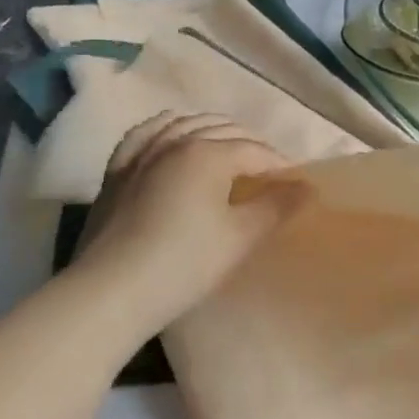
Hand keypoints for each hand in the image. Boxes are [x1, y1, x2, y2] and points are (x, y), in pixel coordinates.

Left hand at [69, 112, 305, 336]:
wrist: (110, 294)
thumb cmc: (184, 264)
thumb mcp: (241, 237)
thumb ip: (278, 206)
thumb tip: (308, 187)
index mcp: (208, 153)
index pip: (256, 151)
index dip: (280, 167)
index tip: (296, 186)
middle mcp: (176, 141)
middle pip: (225, 131)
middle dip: (253, 147)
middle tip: (269, 176)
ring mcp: (142, 153)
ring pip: (186, 124)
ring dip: (215, 132)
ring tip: (231, 152)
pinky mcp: (118, 170)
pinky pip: (146, 134)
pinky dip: (168, 128)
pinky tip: (175, 135)